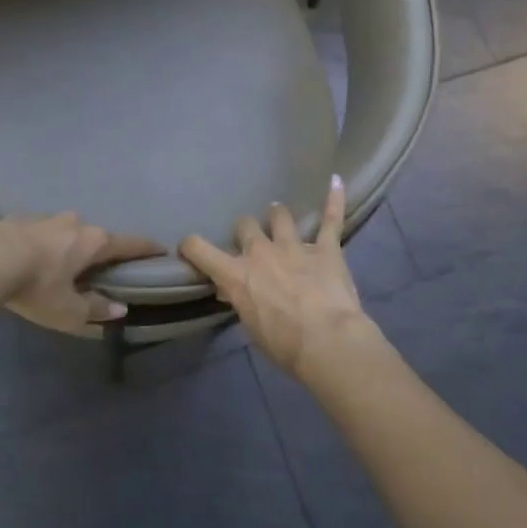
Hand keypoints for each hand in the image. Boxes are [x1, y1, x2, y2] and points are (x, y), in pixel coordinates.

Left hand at [0, 215, 164, 333]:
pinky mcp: (17, 218)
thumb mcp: (68, 310)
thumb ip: (95, 310)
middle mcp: (74, 222)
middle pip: (95, 236)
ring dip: (66, 246)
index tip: (161, 249)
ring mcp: (44, 217)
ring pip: (64, 231)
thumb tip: (120, 309)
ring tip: (58, 265)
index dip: (146, 248)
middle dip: (98, 250)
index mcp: (93, 241)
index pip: (128, 243)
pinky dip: (40, 244)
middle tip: (97, 268)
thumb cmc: (36, 286)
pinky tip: (28, 259)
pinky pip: (38, 232)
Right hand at [179, 175, 378, 379]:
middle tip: (252, 240)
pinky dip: (334, 200)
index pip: (200, 249)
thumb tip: (233, 292)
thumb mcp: (252, 326)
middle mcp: (261, 252)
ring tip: (279, 215)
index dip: (192, 245)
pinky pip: (331, 219)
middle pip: (245, 226)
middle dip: (246, 231)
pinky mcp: (326, 248)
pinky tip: (336, 181)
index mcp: (236, 275)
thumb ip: (242, 302)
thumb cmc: (285, 345)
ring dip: (278, 216)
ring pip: (280, 216)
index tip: (190, 246)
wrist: (328, 342)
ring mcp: (294, 246)